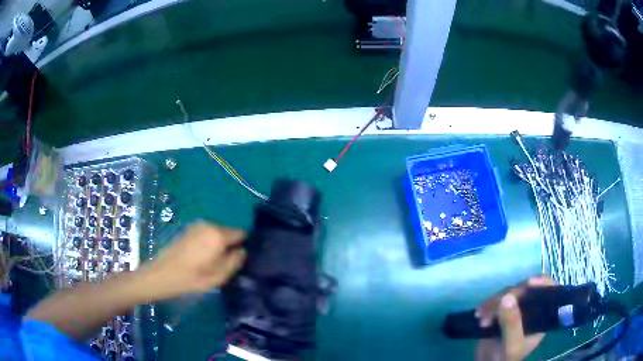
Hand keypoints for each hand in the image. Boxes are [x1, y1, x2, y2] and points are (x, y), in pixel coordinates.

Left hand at [137, 222, 246, 301]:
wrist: (163, 274)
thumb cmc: (192, 278)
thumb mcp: (219, 276)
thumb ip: (235, 261)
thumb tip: (243, 250)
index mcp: (218, 234)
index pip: (241, 233)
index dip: (243, 245)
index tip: (239, 259)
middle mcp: (209, 224)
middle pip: (228, 232)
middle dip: (229, 245)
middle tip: (224, 264)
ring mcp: (197, 225)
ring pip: (217, 233)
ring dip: (218, 245)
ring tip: (211, 262)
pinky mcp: (189, 229)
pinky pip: (207, 234)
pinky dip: (208, 243)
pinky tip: (200, 257)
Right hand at [475, 275, 554, 360]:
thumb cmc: (506, 358)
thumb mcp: (511, 345)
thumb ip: (512, 324)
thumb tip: (507, 297)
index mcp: (541, 316)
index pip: (547, 291)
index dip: (541, 283)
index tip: (528, 283)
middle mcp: (531, 308)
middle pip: (525, 290)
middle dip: (509, 296)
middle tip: (495, 306)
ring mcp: (517, 308)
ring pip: (509, 293)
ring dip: (494, 303)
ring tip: (482, 318)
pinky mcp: (502, 311)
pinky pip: (497, 300)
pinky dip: (488, 306)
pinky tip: (479, 314)